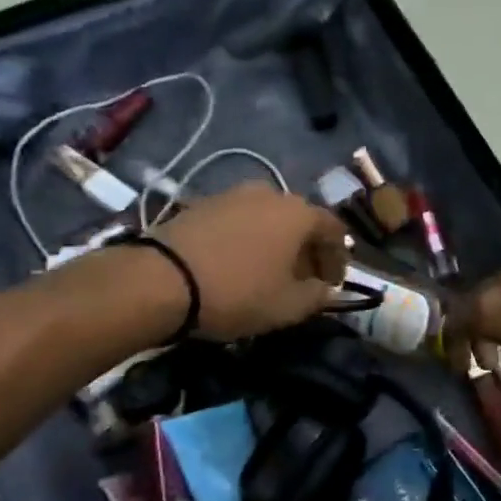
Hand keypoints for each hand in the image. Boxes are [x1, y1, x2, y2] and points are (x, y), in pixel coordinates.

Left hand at [150, 184, 348, 340]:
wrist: (162, 279)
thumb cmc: (238, 292)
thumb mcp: (288, 307)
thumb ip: (317, 296)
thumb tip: (326, 290)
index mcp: (298, 213)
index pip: (334, 230)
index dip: (339, 259)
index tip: (334, 284)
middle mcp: (270, 193)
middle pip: (300, 220)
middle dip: (307, 250)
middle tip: (304, 279)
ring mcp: (233, 194)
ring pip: (268, 218)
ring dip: (276, 243)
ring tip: (270, 272)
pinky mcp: (202, 203)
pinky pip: (240, 221)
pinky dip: (249, 239)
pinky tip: (239, 263)